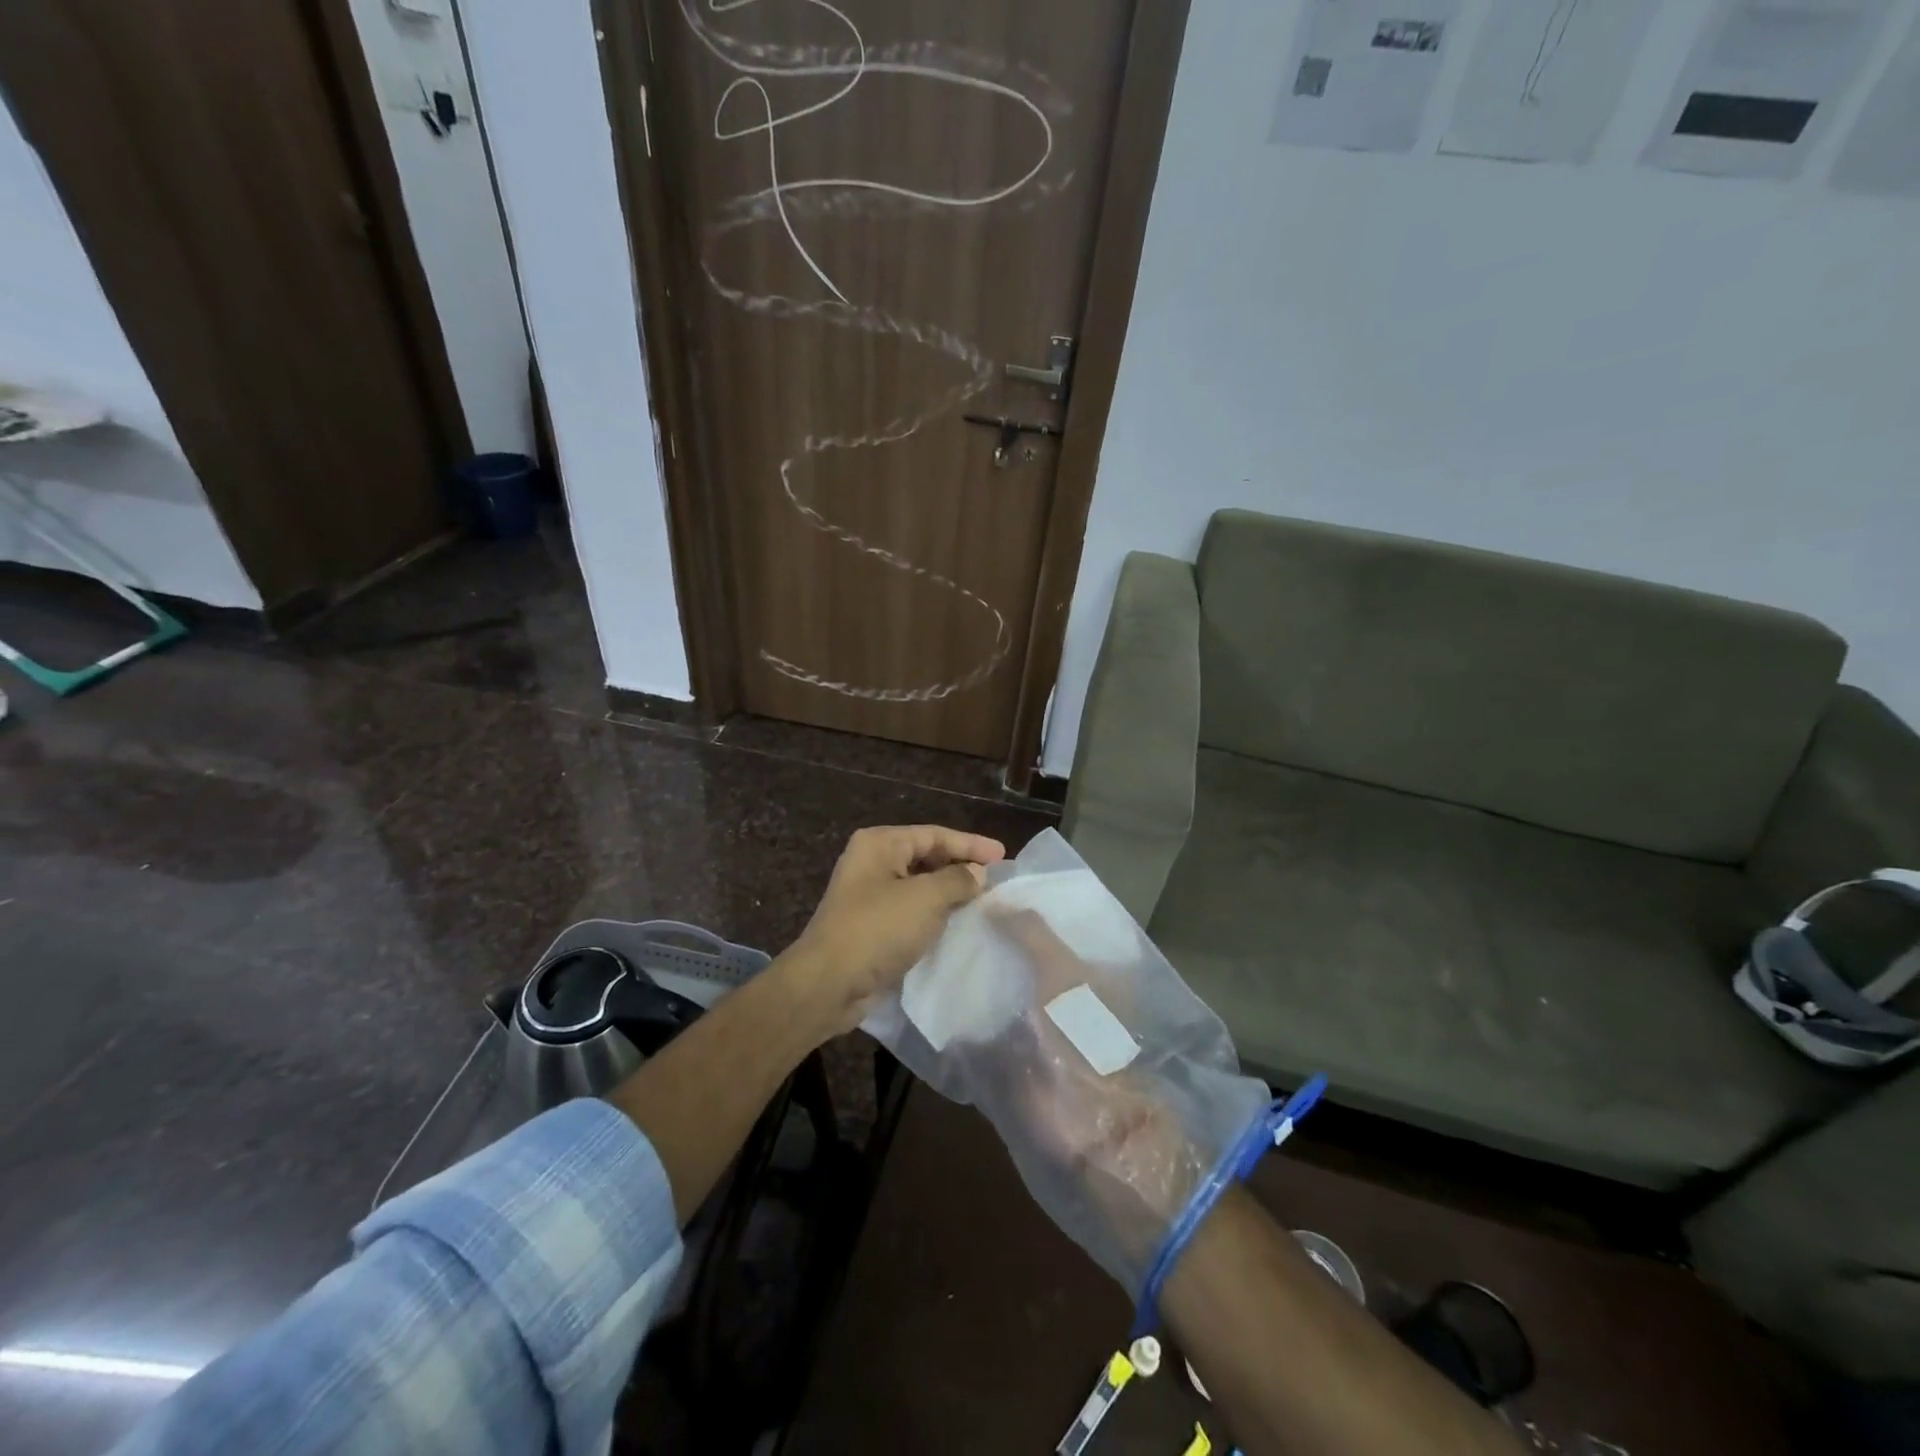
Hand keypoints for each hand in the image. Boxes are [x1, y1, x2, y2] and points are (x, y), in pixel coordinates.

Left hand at [788, 825, 1005, 1034]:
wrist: (829, 983)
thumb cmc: (878, 929)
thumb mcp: (926, 898)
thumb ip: (958, 880)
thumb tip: (978, 874)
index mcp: (880, 844)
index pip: (934, 835)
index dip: (971, 844)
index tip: (1003, 856)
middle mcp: (872, 862)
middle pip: (926, 857)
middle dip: (960, 867)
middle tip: (995, 879)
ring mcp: (869, 895)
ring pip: (919, 885)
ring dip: (949, 892)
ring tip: (982, 900)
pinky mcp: (871, 925)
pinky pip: (910, 910)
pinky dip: (934, 913)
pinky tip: (956, 923)